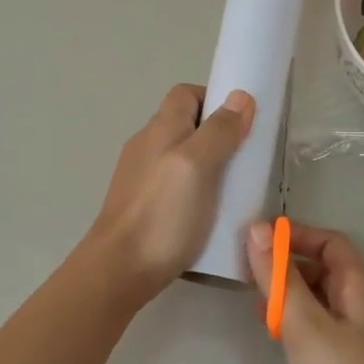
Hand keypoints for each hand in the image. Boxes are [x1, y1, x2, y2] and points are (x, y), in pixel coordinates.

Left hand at [85, 84, 253, 302]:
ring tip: (232, 190)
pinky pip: (175, 185)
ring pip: (181, 157)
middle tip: (244, 160)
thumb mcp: (198, 166)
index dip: (215, 100)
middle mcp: (147, 146)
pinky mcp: (142, 205)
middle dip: (217, 135)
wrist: (119, 269)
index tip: (242, 123)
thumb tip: (240, 96)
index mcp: (160, 128)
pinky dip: (195, 191)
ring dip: (208, 166)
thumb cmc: (162, 213)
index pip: (186, 94)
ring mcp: (141, 177)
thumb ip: (219, 131)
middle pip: (186, 125)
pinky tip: (209, 214)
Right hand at [247, 221, 363, 363]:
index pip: (331, 243)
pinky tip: (271, 334)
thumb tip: (257, 228)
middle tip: (245, 271)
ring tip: (252, 300)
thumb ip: (279, 278)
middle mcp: (359, 307)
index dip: (298, 235)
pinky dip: (292, 323)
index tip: (258, 239)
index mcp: (358, 288)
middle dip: (286, 265)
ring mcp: (354, 340)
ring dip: (287, 295)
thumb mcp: (307, 324)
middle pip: (324, 270)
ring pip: (317, 302)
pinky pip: (316, 330)